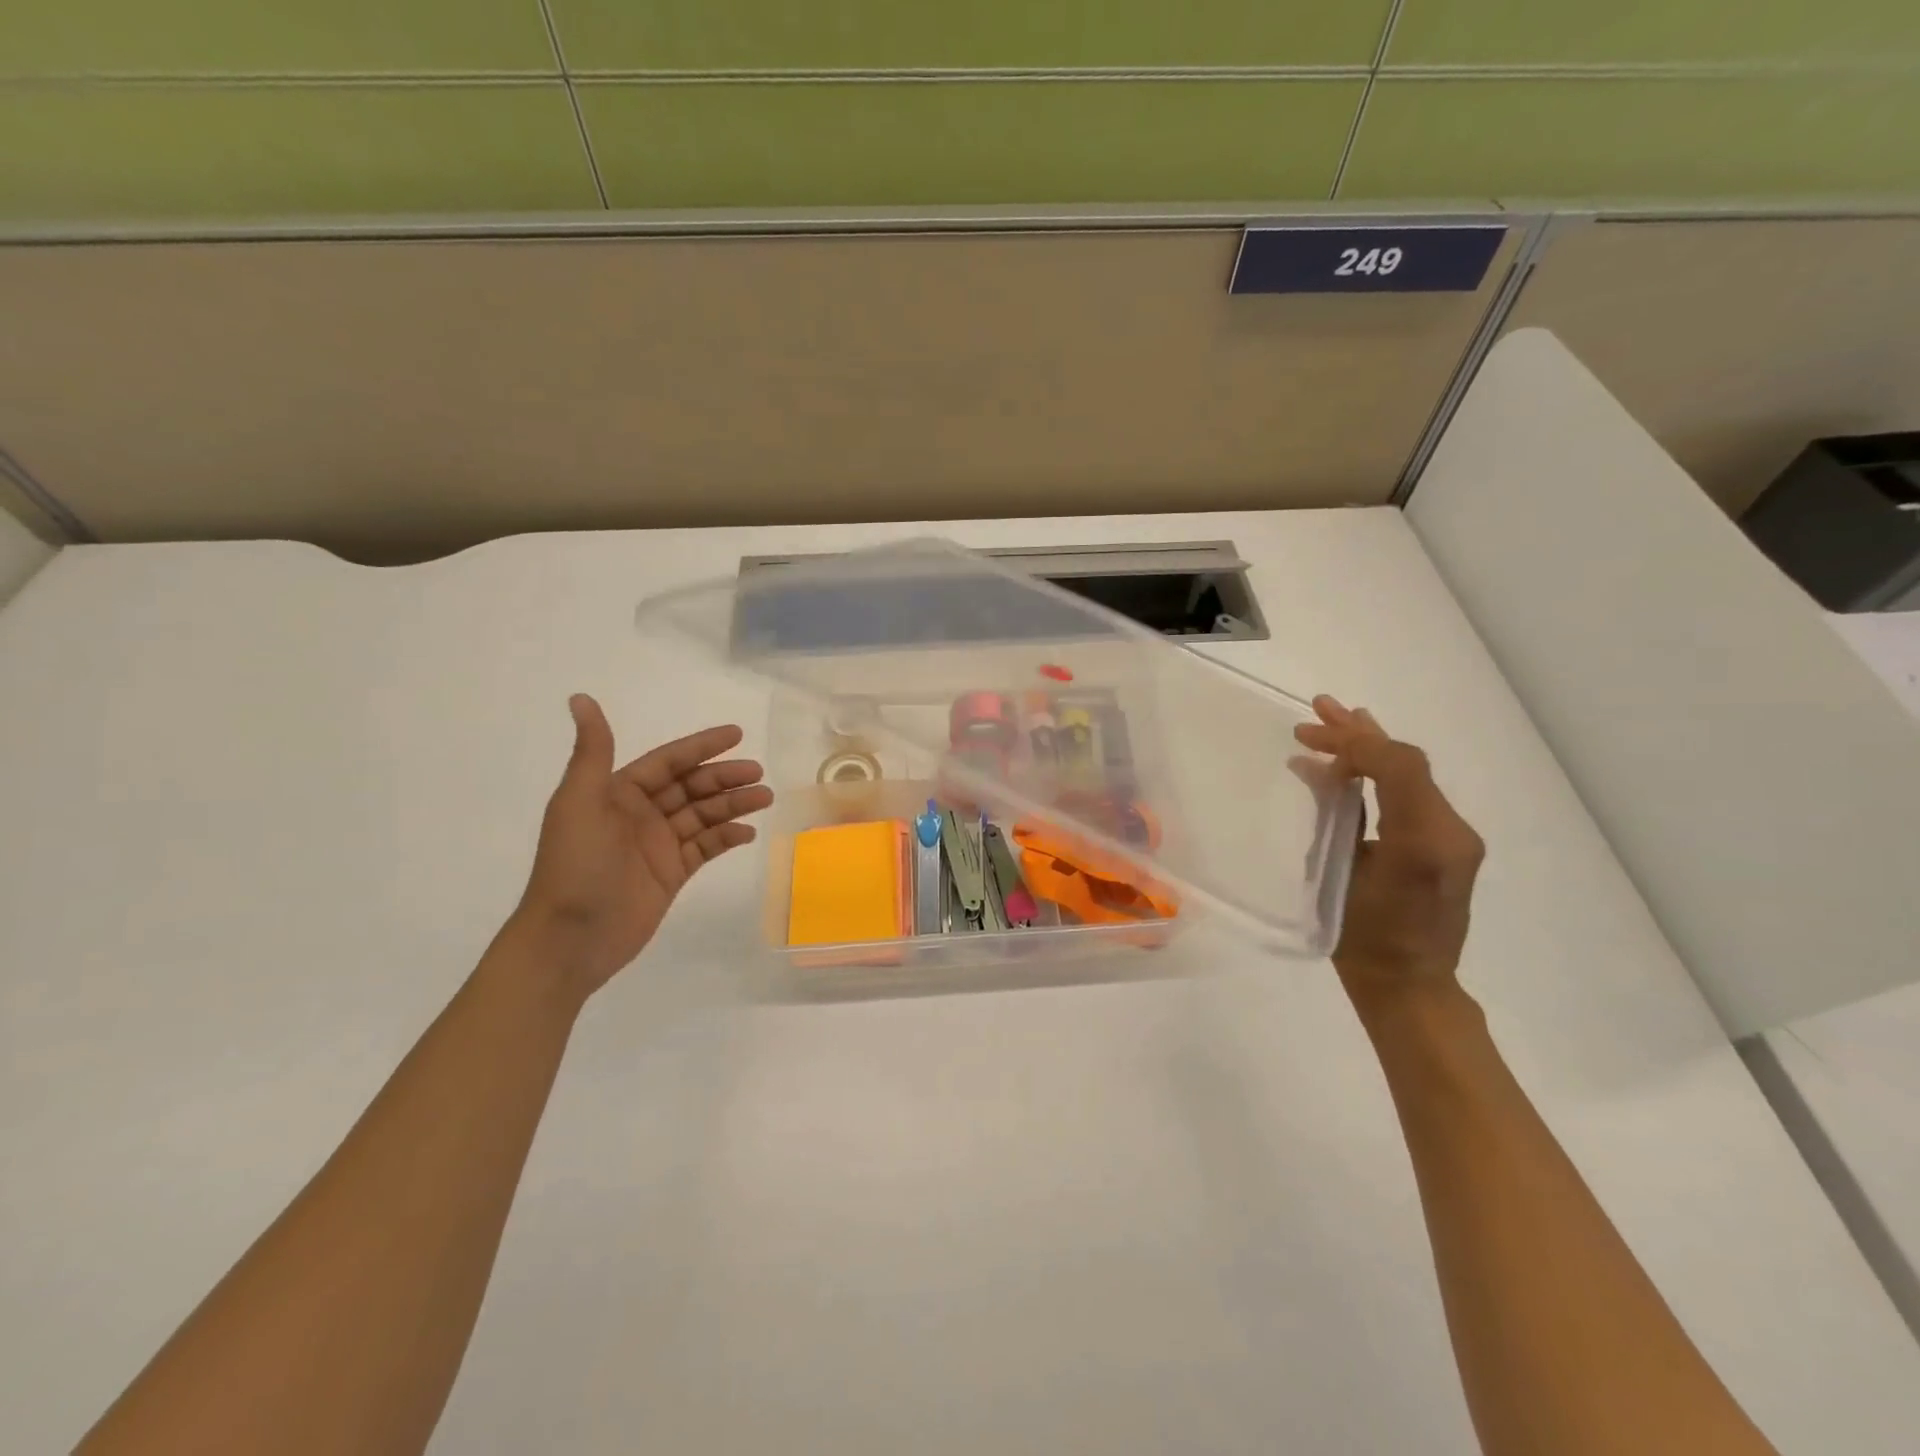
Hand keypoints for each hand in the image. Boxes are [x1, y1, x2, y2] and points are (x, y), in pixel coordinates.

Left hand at [509, 695, 774, 999]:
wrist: (570, 938)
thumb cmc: (575, 865)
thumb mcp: (580, 802)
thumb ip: (592, 751)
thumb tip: (581, 698)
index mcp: (618, 793)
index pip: (668, 761)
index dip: (701, 746)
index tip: (736, 734)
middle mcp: (640, 814)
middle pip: (692, 787)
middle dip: (725, 777)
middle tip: (758, 772)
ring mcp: (658, 845)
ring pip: (704, 815)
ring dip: (733, 804)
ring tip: (764, 798)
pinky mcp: (672, 874)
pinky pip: (706, 848)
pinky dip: (727, 838)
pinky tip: (748, 833)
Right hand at [1294, 696, 1483, 995]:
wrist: (1411, 985)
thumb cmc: (1364, 939)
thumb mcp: (1339, 877)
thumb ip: (1336, 818)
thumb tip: (1316, 771)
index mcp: (1426, 840)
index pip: (1397, 766)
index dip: (1353, 743)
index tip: (1308, 737)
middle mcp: (1451, 831)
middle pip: (1406, 763)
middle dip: (1359, 735)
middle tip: (1316, 710)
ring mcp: (1455, 837)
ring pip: (1411, 775)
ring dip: (1370, 748)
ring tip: (1334, 719)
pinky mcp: (1449, 845)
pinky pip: (1413, 794)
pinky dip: (1380, 773)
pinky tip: (1355, 762)